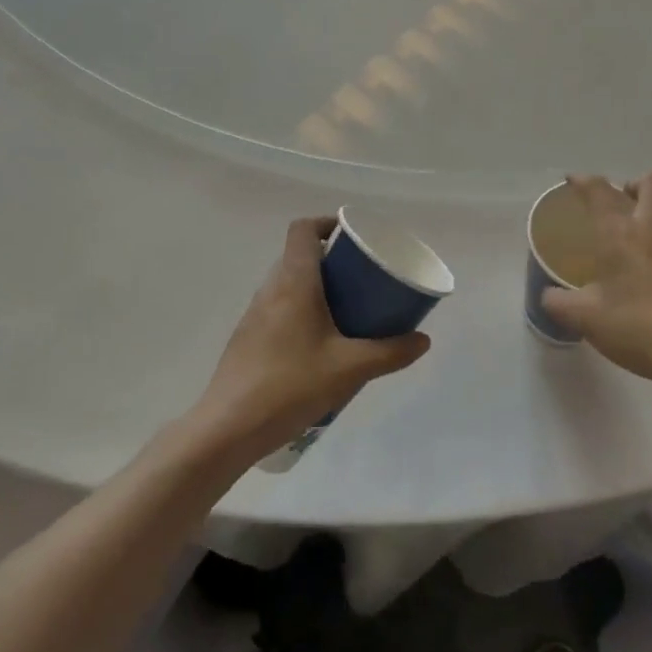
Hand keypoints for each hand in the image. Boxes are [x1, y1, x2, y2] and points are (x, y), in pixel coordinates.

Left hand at [190, 217, 429, 461]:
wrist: (228, 428)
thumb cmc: (291, 385)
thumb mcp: (350, 368)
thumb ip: (390, 352)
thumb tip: (423, 340)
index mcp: (294, 283)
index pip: (303, 229)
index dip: (327, 223)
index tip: (353, 237)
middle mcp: (270, 290)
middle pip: (298, 255)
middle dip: (331, 260)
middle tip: (361, 278)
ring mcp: (254, 316)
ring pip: (288, 284)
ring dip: (316, 287)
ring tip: (346, 311)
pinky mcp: (248, 340)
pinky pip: (279, 309)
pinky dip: (301, 312)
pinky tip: (319, 345)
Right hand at [541, 174, 651, 397]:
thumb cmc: (637, 327)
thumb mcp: (584, 318)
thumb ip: (559, 303)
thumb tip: (548, 295)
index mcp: (620, 233)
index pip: (600, 191)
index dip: (583, 181)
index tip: (572, 180)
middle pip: (651, 183)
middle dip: (631, 185)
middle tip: (617, 204)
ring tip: (641, 227)